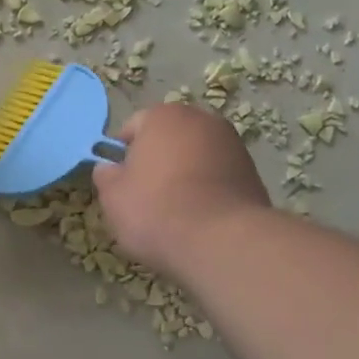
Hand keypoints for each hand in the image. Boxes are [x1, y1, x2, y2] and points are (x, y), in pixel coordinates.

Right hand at [93, 104, 271, 275]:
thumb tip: (109, 169)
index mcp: (163, 116)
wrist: (222, 242)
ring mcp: (232, 145)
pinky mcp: (252, 173)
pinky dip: (206, 191)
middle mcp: (201, 120)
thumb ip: (106, 176)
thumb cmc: (156, 210)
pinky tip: (198, 218)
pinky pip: (216, 177)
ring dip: (183, 176)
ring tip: (174, 212)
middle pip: (168, 139)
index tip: (120, 182)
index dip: (122, 155)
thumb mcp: (112, 196)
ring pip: (194, 158)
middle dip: (156, 162)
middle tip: (144, 197)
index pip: (132, 128)